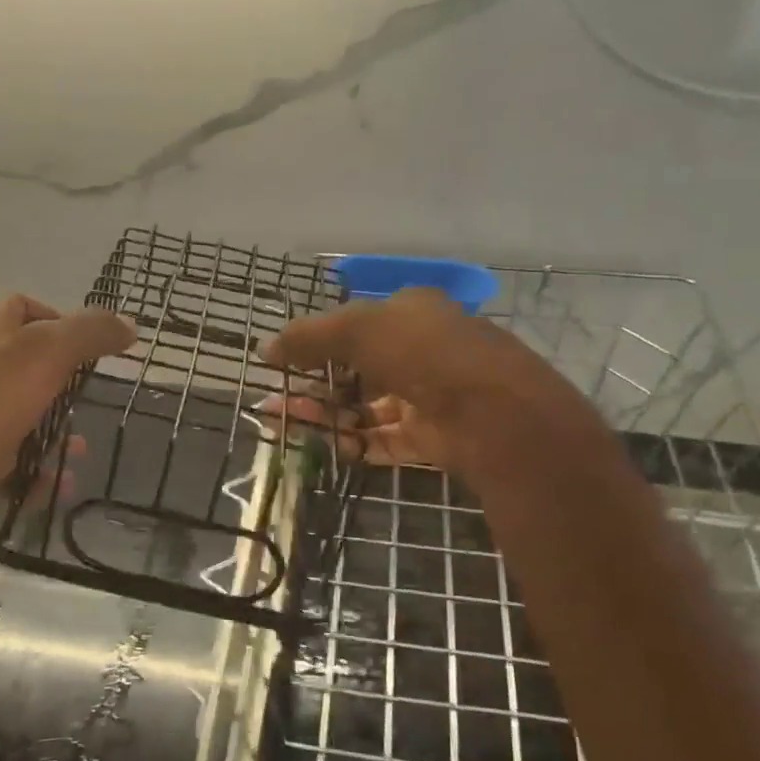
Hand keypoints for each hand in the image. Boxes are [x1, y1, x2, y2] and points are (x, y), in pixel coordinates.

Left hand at [0, 295, 133, 553]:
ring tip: (81, 450)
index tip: (92, 346)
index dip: (60, 318)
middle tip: (93, 399)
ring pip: (25, 416)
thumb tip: (130, 326)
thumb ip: (89, 333)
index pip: (23, 307)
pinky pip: (15, 462)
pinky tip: (58, 486)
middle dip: (66, 384)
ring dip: (57, 433)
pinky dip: (40, 472)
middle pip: (29, 365)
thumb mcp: (43, 355)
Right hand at [262, 288, 598, 478]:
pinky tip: (324, 447)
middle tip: (277, 401)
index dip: (317, 342)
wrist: (492, 413)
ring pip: (366, 406)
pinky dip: (354, 442)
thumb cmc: (422, 352)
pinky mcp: (433, 438)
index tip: (284, 362)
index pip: (356, 325)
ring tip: (284, 424)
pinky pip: (384, 439)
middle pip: (357, 369)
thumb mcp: (356, 329)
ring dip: (326, 415)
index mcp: (412, 313)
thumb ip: (308, 337)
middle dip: (314, 384)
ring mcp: (429, 397)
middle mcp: (422, 351)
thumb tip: (267, 349)